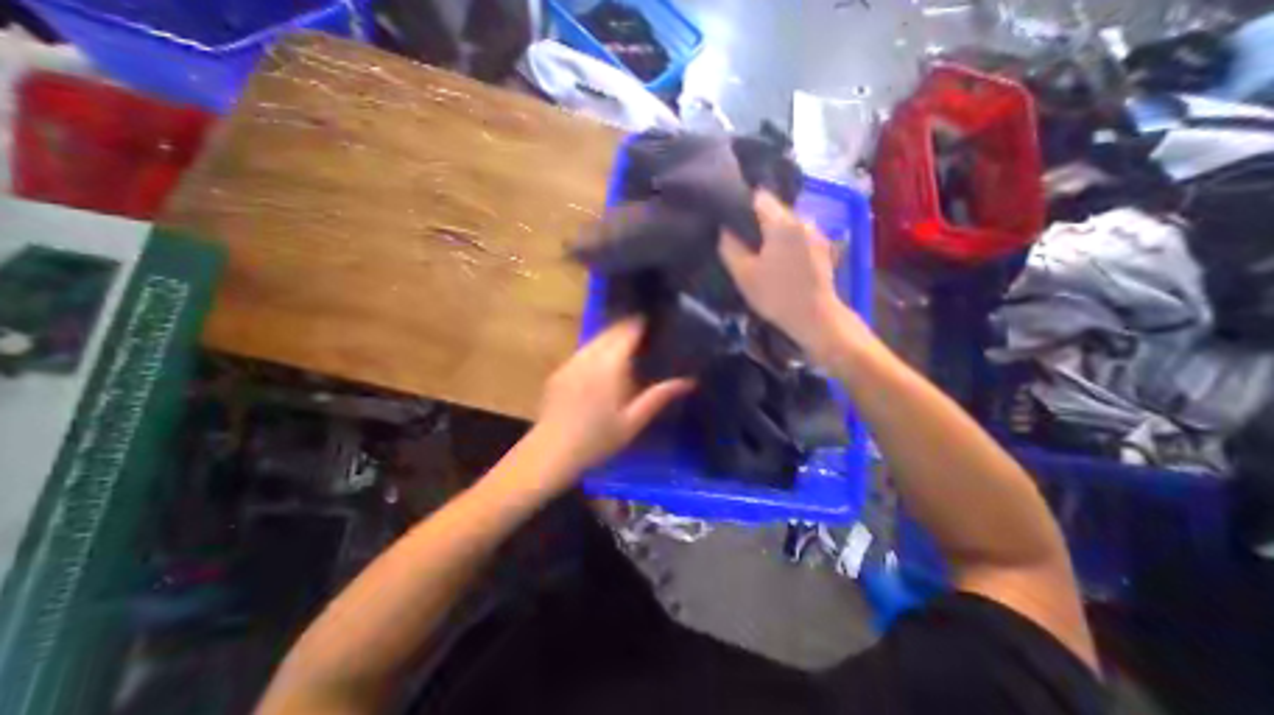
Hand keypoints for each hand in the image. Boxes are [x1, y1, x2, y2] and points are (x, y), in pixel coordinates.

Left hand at [534, 320, 693, 482]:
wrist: (552, 452)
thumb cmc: (598, 439)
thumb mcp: (633, 421)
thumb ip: (659, 397)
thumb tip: (688, 381)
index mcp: (609, 366)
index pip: (626, 332)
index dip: (640, 324)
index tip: (653, 322)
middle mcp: (588, 357)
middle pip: (609, 331)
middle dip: (626, 328)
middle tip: (643, 334)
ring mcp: (571, 362)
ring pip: (594, 339)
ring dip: (610, 337)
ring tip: (625, 346)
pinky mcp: (560, 371)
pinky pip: (582, 351)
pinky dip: (596, 349)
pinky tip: (601, 364)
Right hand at [721, 193, 860, 362]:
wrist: (815, 317)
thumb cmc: (776, 295)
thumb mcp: (744, 274)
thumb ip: (729, 247)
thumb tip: (723, 229)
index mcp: (782, 223)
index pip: (760, 197)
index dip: (743, 206)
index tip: (732, 222)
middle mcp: (803, 220)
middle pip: (775, 209)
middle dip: (758, 221)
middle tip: (744, 241)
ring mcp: (816, 233)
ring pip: (788, 223)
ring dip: (774, 232)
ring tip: (762, 252)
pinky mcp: (823, 247)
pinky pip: (799, 234)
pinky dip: (788, 241)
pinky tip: (781, 260)